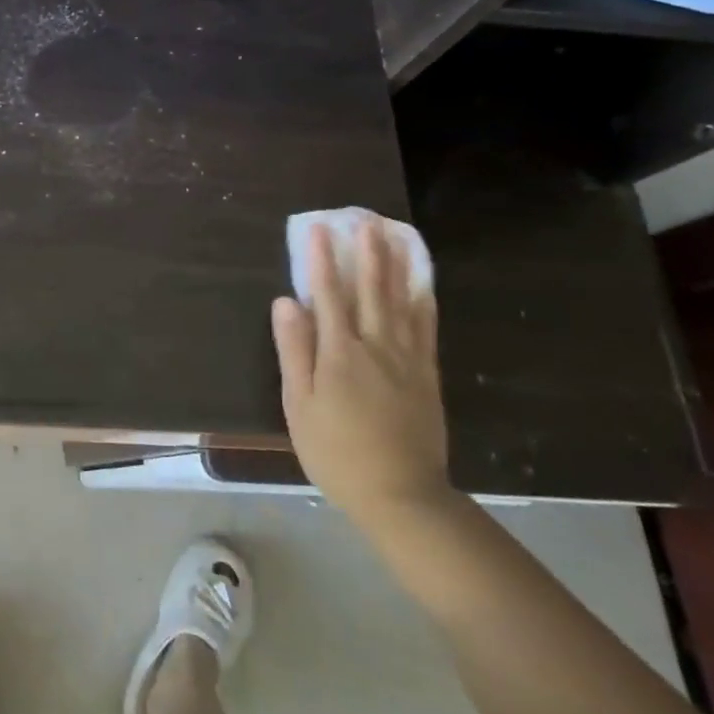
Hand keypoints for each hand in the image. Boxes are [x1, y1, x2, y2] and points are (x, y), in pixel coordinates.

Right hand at [271, 219, 449, 521]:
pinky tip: (423, 284)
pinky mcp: (426, 375)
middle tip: (365, 219)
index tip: (318, 229)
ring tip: (394, 236)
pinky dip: (423, 301)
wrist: (400, 494)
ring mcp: (406, 359)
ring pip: (400, 302)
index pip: (327, 295)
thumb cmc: (336, 452)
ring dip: (395, 266)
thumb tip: (286, 302)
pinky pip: (426, 329)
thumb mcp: (300, 405)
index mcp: (339, 353)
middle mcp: (375, 346)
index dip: (321, 260)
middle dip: (365, 252)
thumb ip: (294, 350)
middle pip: (370, 290)